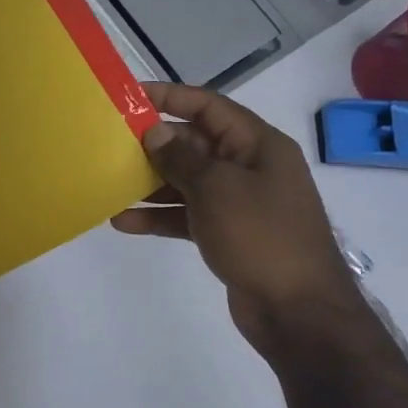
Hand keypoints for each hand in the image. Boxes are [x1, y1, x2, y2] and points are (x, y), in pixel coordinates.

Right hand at [111, 83, 360, 347]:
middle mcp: (248, 168)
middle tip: (109, 143)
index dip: (170, 97)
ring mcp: (238, 203)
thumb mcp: (217, 189)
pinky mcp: (226, 234)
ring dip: (150, 183)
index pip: (209, 106)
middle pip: (194, 143)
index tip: (130, 97)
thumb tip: (153, 132)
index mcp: (257, 145)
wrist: (298, 311)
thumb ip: (181, 157)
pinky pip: (186, 215)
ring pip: (186, 181)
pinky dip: (159, 216)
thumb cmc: (261, 236)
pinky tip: (124, 222)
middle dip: (154, 144)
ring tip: (109, 183)